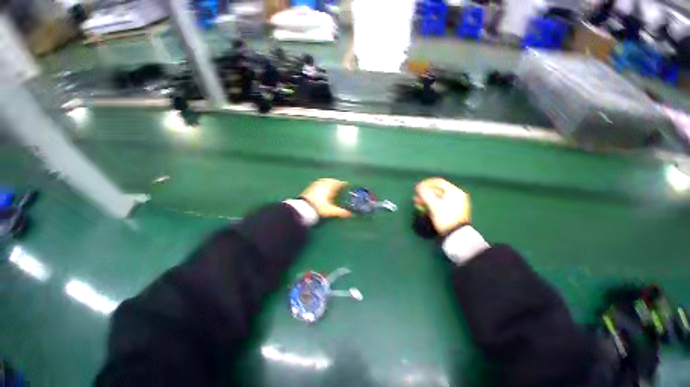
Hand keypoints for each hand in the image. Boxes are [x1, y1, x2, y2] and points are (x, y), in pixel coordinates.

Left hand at [300, 178, 351, 218]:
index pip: (339, 183)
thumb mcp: (331, 211)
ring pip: (324, 181)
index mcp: (330, 187)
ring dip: (329, 183)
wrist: (303, 208)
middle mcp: (323, 183)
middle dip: (336, 183)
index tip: (347, 185)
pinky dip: (322, 185)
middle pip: (332, 180)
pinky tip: (322, 189)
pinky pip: (319, 183)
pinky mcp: (309, 187)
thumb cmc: (319, 207)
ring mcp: (315, 184)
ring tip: (332, 187)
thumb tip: (350, 214)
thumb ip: (341, 212)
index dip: (344, 184)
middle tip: (340, 186)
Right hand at [415, 178, 470, 235]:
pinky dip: (431, 204)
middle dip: (425, 192)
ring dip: (426, 199)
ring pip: (438, 197)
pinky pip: (440, 204)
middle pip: (438, 190)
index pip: (439, 182)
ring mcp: (455, 204)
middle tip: (416, 196)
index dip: (426, 183)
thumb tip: (418, 186)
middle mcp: (457, 196)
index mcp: (455, 192)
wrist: (455, 235)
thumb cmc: (445, 217)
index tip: (417, 187)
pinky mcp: (452, 212)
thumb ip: (425, 193)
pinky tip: (424, 208)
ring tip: (417, 203)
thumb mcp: (433, 204)